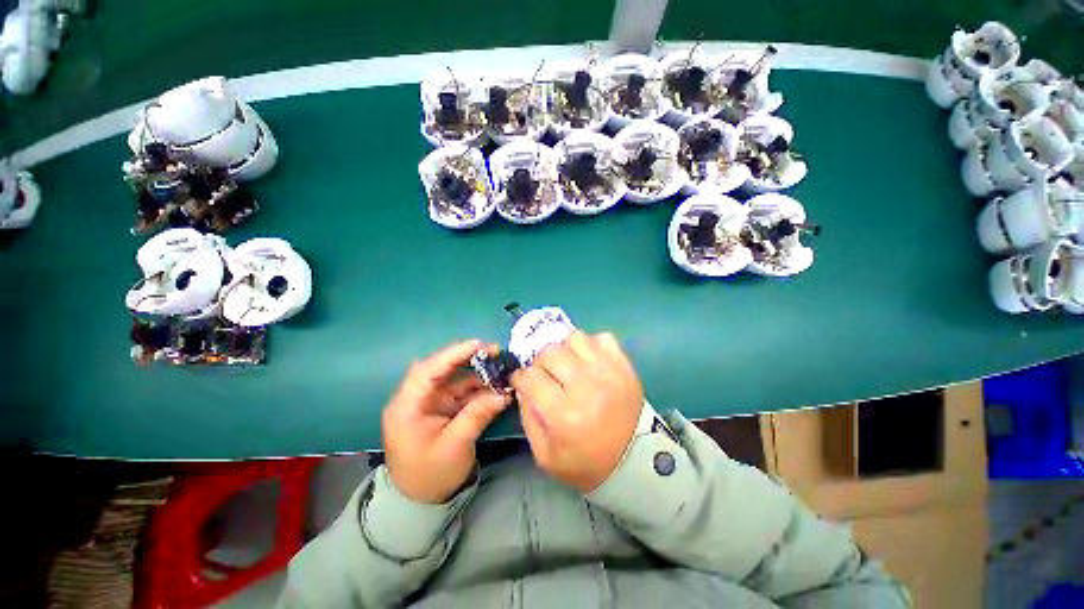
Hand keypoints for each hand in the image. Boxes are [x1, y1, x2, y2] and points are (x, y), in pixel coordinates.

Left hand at [382, 340, 511, 503]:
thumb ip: (478, 415)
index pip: (427, 371)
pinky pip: (463, 392)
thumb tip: (504, 393)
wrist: (422, 502)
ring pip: (456, 379)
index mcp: (407, 407)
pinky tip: (497, 387)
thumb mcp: (455, 446)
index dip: (452, 355)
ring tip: (502, 371)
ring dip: (479, 375)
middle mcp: (417, 398)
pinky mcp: (443, 408)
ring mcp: (431, 402)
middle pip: (442, 370)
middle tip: (495, 352)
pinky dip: (480, 389)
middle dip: (468, 359)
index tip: (477, 345)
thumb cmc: (430, 476)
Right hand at [511, 331, 643, 492]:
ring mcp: (608, 371)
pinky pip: (601, 338)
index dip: (521, 378)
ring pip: (574, 338)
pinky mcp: (624, 365)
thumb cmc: (586, 463)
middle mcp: (586, 386)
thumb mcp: (545, 455)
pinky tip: (589, 362)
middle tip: (546, 374)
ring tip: (568, 365)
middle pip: (550, 352)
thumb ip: (528, 416)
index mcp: (564, 414)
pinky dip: (591, 345)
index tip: (523, 381)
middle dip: (540, 362)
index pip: (530, 377)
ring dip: (564, 349)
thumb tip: (523, 385)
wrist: (635, 460)